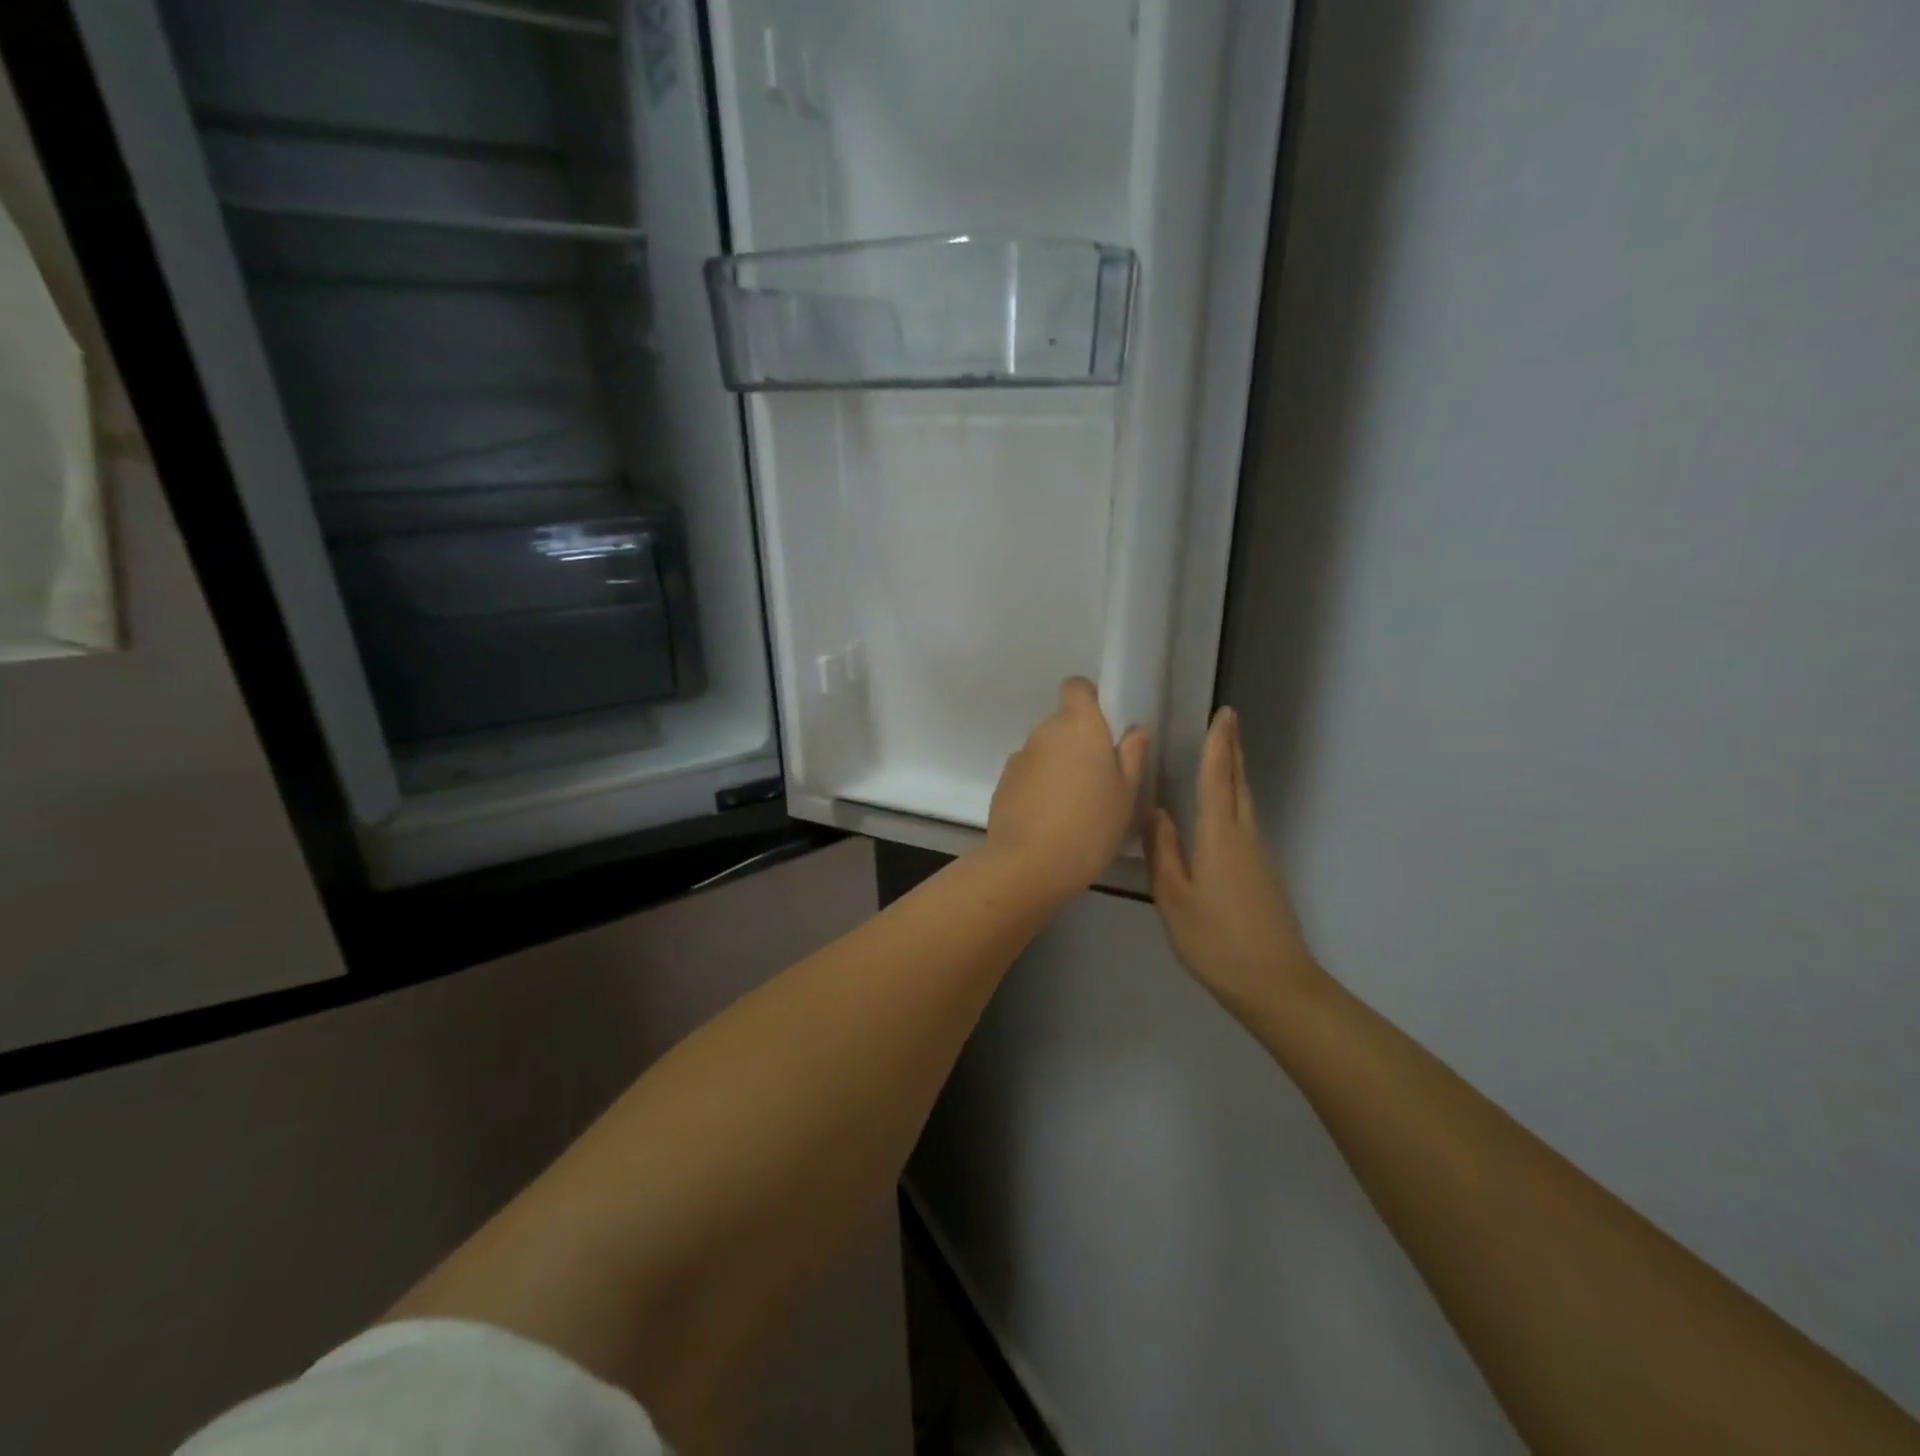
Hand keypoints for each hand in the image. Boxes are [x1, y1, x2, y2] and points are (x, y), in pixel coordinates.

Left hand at [986, 677, 1148, 896]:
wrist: (1028, 864)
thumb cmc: (1090, 826)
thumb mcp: (1126, 794)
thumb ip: (1132, 755)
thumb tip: (1132, 730)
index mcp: (1078, 725)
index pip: (1076, 686)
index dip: (1089, 699)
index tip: (1104, 727)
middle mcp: (1044, 732)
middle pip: (1062, 724)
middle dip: (1078, 743)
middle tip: (1098, 779)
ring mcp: (1019, 757)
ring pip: (1045, 752)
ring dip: (1057, 767)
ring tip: (1073, 806)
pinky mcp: (1002, 783)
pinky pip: (1028, 775)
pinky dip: (1039, 787)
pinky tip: (1049, 820)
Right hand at [1145, 707, 1326, 1017]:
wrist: (1274, 984)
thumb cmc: (1217, 940)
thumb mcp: (1175, 898)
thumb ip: (1164, 852)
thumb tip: (1156, 812)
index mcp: (1220, 837)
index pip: (1218, 780)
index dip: (1219, 746)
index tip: (1223, 714)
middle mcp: (1244, 838)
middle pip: (1238, 785)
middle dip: (1232, 751)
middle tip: (1227, 722)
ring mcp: (1257, 857)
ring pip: (1243, 804)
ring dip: (1233, 775)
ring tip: (1220, 755)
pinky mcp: (1261, 875)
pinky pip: (1244, 823)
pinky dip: (1232, 802)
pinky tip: (1219, 811)